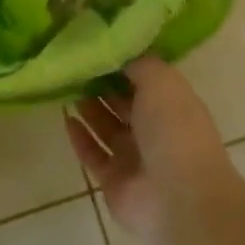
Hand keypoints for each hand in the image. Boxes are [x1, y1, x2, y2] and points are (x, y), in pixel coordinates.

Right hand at [65, 54, 235, 238]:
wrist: (178, 198)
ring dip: (89, 108)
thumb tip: (119, 52)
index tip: (96, 46)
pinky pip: (93, 154)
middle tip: (74, 65)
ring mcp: (135, 157)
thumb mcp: (161, 81)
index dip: (122, 64)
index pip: (144, 79)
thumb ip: (139, 63)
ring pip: (107, 127)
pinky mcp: (114, 181)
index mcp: (172, 104)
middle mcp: (155, 129)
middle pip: (123, 103)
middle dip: (101, 85)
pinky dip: (80, 137)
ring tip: (66, 86)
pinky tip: (66, 118)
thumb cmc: (174, 130)